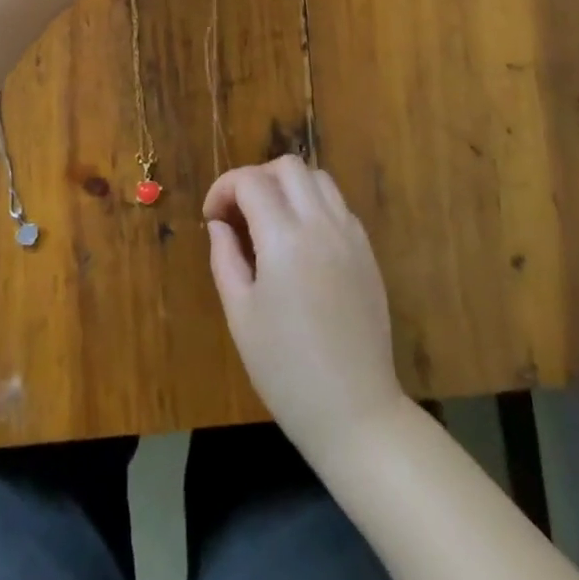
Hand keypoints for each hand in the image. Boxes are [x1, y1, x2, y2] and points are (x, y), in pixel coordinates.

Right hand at [204, 156, 406, 460]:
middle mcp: (321, 224)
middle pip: (287, 166)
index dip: (223, 189)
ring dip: (288, 186)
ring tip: (270, 220)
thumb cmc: (286, 369)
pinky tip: (301, 240)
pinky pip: (338, 204)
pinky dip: (313, 205)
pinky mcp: (366, 251)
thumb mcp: (240, 316)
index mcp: (284, 239)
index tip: (212, 217)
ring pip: (317, 178)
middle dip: (256, 178)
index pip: (250, 181)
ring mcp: (349, 235)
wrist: (355, 412)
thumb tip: (219, 224)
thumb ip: (225, 258)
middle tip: (239, 212)